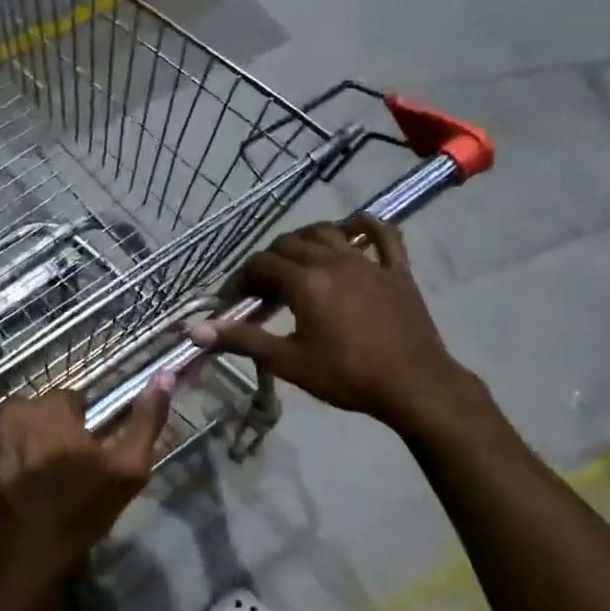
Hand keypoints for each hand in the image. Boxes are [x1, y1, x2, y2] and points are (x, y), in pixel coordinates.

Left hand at [0, 383, 172, 610]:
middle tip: (54, 473)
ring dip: (15, 444)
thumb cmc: (78, 516)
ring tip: (25, 483)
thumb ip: (147, 420)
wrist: (19, 568)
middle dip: (44, 432)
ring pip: (4, 427)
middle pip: (34, 412)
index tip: (81, 457)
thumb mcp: (128, 471)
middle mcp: (8, 412)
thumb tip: (164, 375)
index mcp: (50, 409)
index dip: (79, 427)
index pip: (69, 401)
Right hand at [190, 218, 480, 435]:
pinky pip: (382, 234)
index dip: (240, 279)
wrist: (413, 385)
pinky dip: (365, 226)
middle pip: (290, 244)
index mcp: (306, 281)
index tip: (234, 302)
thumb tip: (195, 330)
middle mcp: (334, 259)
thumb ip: (242, 340)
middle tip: (262, 293)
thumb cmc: (347, 376)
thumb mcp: (289, 362)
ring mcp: (369, 261)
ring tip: (296, 263)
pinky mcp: (397, 269)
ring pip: (328, 232)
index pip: (261, 264)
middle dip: (269, 262)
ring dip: (305, 241)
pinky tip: (353, 230)